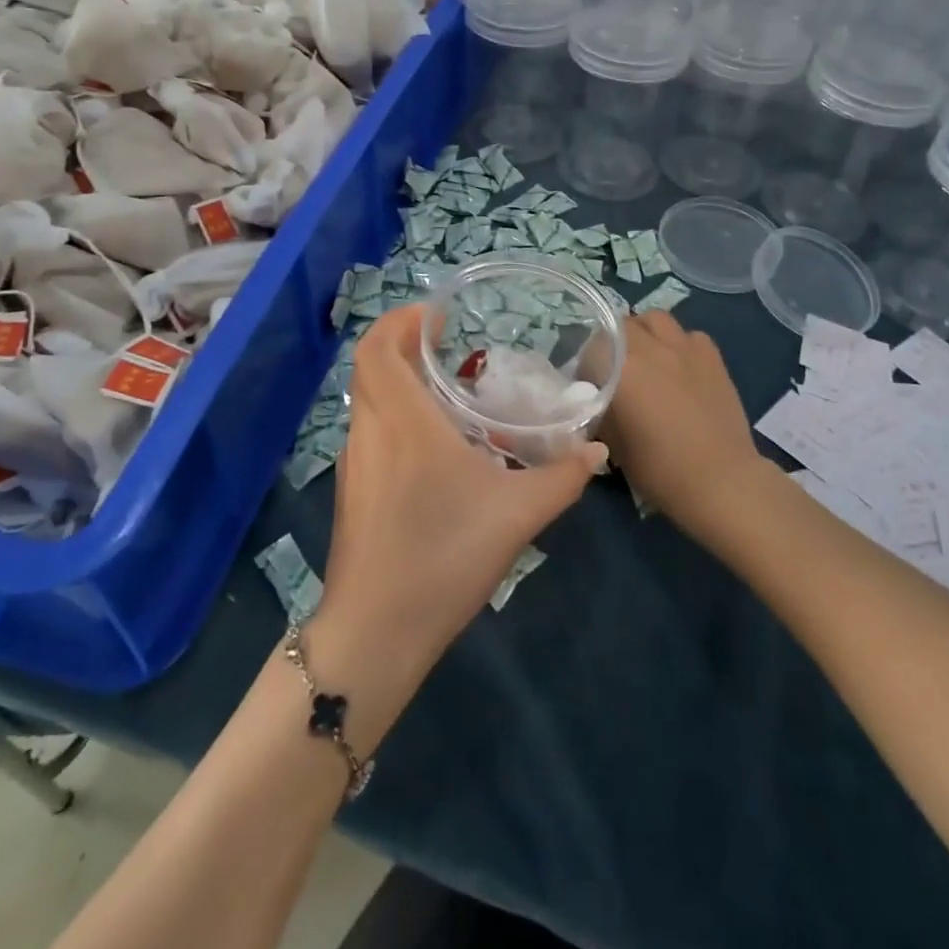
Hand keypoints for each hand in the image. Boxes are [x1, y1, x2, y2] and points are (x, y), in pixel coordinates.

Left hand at [318, 306, 606, 678]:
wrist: (376, 631)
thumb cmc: (443, 557)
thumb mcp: (516, 515)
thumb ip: (562, 479)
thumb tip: (597, 450)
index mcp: (404, 421)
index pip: (379, 347)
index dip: (401, 320)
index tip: (437, 317)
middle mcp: (370, 430)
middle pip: (370, 365)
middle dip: (403, 344)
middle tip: (447, 346)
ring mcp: (354, 461)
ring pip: (366, 398)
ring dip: (397, 380)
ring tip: (445, 391)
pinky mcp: (351, 489)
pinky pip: (368, 430)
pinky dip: (392, 415)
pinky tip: (430, 446)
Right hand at [599, 312, 772, 533]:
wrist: (721, 481)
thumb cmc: (660, 469)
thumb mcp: (614, 444)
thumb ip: (601, 410)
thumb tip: (598, 399)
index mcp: (621, 368)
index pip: (591, 347)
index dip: (586, 365)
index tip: (589, 386)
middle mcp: (650, 347)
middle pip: (620, 325)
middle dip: (613, 342)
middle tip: (615, 370)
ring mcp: (685, 347)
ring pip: (654, 318)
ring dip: (644, 332)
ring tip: (646, 358)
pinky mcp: (712, 356)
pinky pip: (687, 334)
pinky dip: (678, 343)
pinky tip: (680, 366)